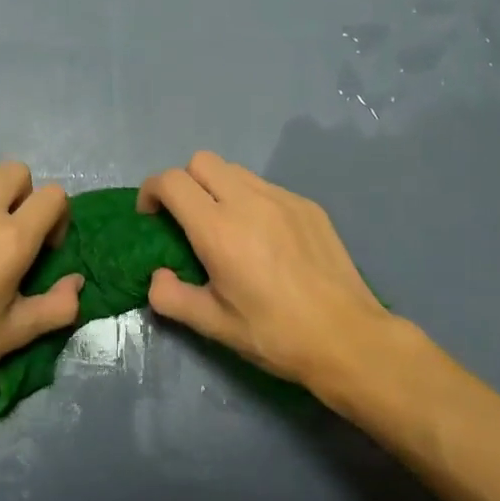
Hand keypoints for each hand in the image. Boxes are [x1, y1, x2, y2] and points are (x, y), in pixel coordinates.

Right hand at [138, 151, 418, 389]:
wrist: (348, 338)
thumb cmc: (274, 334)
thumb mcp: (213, 325)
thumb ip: (171, 297)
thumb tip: (157, 277)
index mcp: (218, 229)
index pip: (171, 181)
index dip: (151, 191)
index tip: (151, 216)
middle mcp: (248, 201)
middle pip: (201, 161)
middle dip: (184, 182)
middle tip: (186, 218)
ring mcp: (282, 199)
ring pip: (235, 170)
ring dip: (217, 187)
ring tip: (225, 225)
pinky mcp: (308, 206)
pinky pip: (266, 186)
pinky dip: (250, 200)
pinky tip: (263, 237)